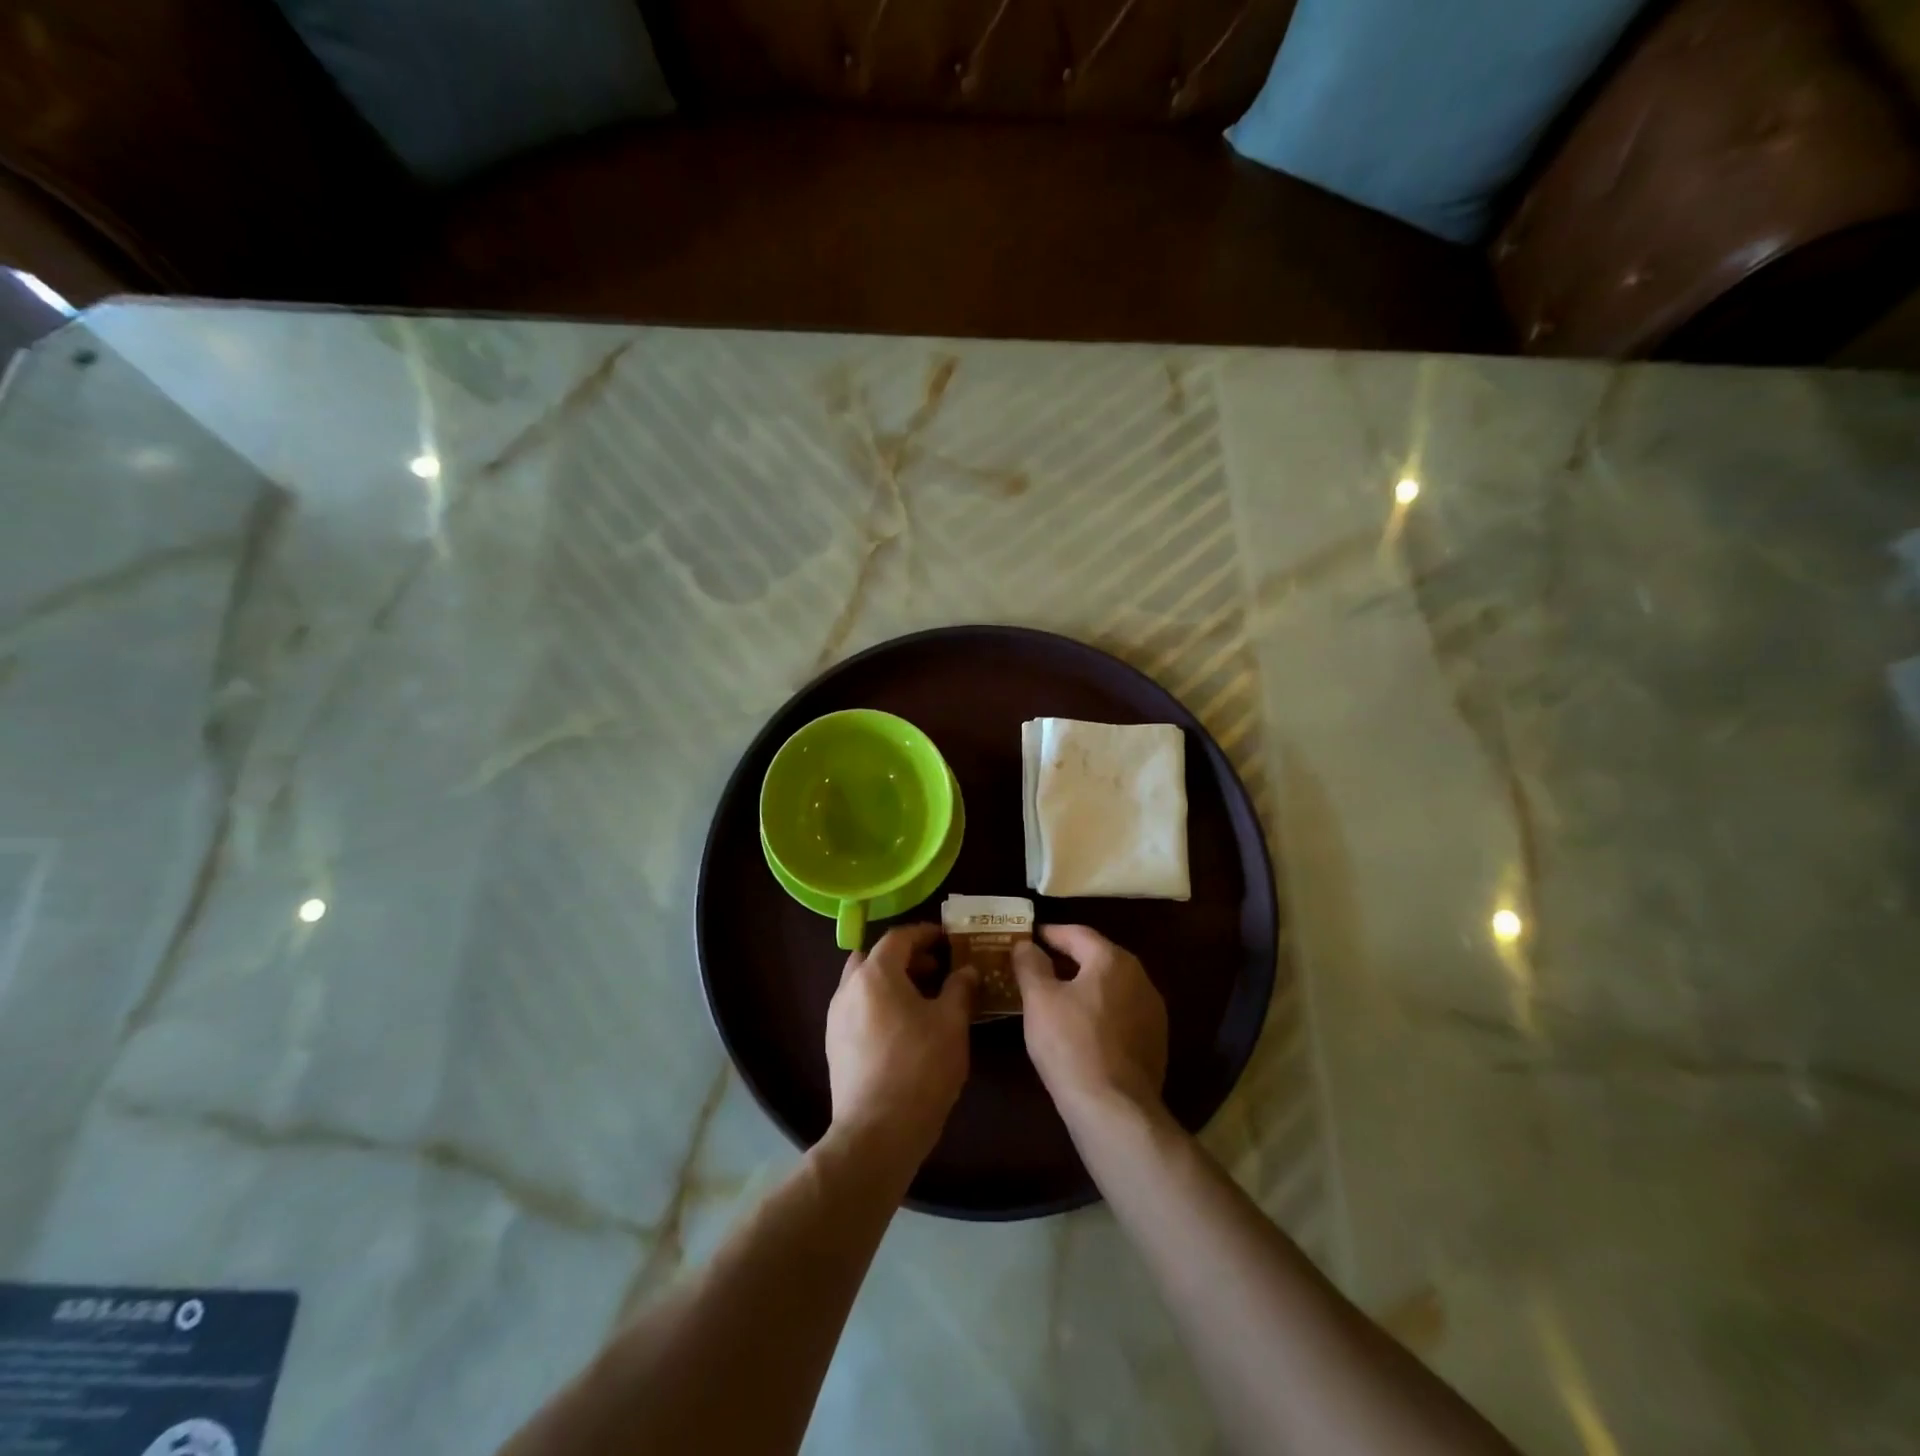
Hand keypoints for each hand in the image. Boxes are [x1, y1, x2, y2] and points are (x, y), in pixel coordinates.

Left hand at [825, 924, 977, 1163]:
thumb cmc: (919, 1068)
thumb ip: (960, 988)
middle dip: (905, 957)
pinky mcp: (834, 1044)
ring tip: (923, 1000)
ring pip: (864, 983)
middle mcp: (849, 988)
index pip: (899, 937)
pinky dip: (879, 1004)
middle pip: (876, 957)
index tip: (948, 939)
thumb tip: (966, 970)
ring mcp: (836, 1017)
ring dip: (891, 981)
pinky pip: (858, 1008)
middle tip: (936, 969)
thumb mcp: (952, 1024)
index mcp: (876, 974)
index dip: (926, 933)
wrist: (876, 1132)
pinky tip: (903, 1028)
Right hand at [1012, 925, 1167, 1121]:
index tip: (1029, 936)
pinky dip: (1099, 1010)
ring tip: (1056, 996)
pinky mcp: (1155, 1041)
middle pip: (1098, 958)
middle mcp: (1140, 977)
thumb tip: (1026, 944)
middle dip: (1067, 958)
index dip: (1050, 933)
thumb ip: (1030, 964)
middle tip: (1038, 965)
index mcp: (1113, 960)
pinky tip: (1080, 1027)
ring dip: (1084, 985)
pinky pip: (1121, 1013)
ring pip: (1111, 986)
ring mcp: (1152, 1011)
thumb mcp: (1039, 999)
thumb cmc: (1071, 1044)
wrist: (1115, 1109)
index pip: (1078, 933)